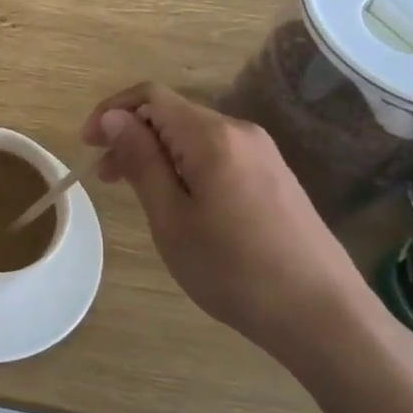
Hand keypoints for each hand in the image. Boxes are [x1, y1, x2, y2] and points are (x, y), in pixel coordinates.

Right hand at [81, 84, 376, 363]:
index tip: (88, 146)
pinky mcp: (275, 177)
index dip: (112, 112)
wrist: (324, 316)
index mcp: (212, 136)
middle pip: (172, 114)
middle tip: (105, 178)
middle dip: (131, 135)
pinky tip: (181, 204)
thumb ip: (141, 161)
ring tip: (138, 194)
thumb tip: (114, 118)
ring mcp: (263, 154)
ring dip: (157, 154)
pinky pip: (217, 155)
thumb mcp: (171, 218)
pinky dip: (185, 166)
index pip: (150, 96)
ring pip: (194, 136)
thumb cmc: (235, 270)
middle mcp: (240, 131)